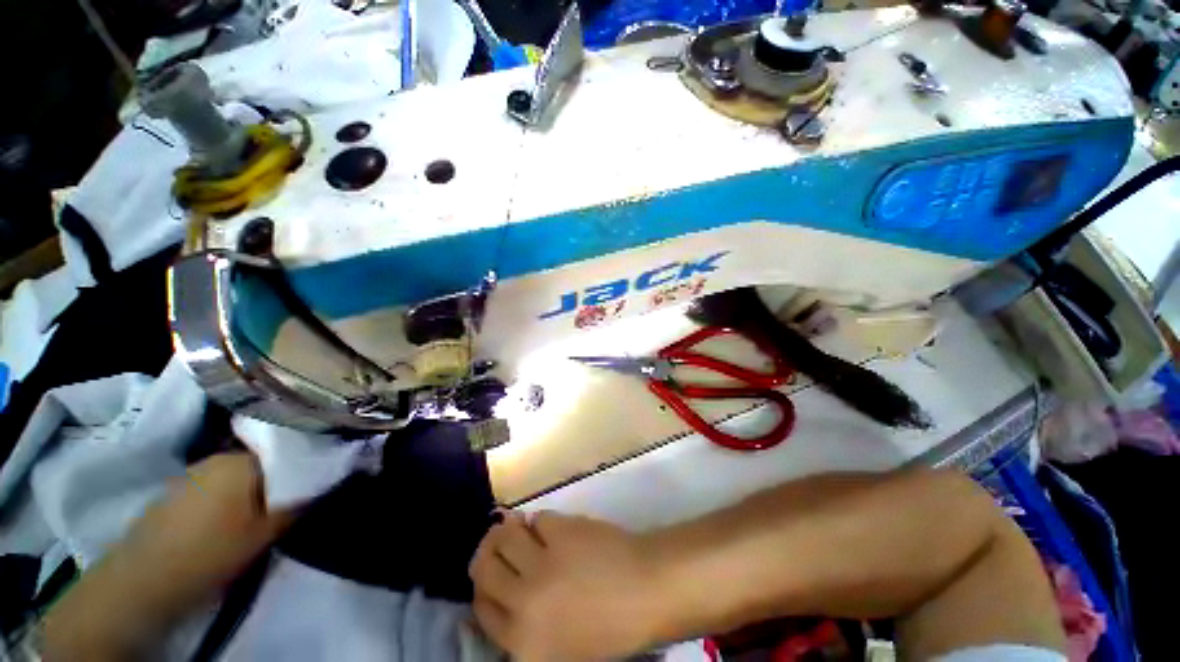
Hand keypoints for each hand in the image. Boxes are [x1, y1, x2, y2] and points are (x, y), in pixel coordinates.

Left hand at [43, 452, 295, 661]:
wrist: (140, 581)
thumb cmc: (209, 552)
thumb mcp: (264, 533)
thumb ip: (296, 505)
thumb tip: (322, 485)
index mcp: (241, 461)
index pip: (288, 454)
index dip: (305, 470)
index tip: (313, 489)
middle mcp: (217, 458)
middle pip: (262, 464)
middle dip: (278, 482)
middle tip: (288, 507)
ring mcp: (192, 474)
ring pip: (238, 477)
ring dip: (253, 492)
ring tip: (260, 517)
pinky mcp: (175, 493)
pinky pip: (215, 488)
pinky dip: (229, 500)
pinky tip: (228, 522)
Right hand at [468, 511, 669, 660]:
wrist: (648, 591)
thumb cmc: (610, 628)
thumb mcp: (559, 649)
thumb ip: (524, 629)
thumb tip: (501, 595)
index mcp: (523, 644)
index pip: (481, 608)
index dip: (482, 587)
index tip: (489, 574)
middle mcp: (524, 604)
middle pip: (483, 567)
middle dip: (487, 552)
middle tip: (498, 543)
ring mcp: (542, 564)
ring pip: (504, 536)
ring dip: (509, 529)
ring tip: (519, 529)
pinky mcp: (560, 532)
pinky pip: (538, 519)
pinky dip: (541, 521)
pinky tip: (553, 528)